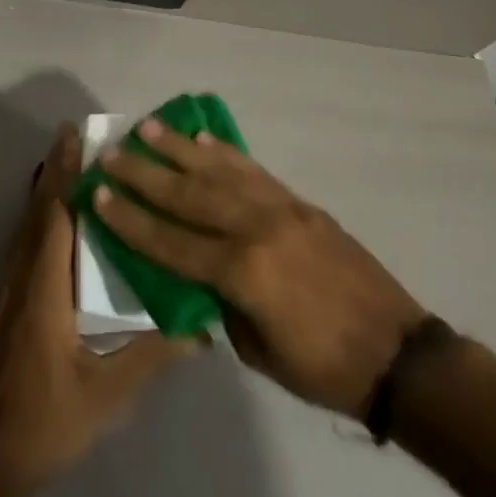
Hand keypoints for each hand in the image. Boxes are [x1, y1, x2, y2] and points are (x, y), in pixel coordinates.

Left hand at [0, 125, 196, 496]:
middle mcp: (16, 284)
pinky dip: (36, 229)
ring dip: (44, 199)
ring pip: (23, 235)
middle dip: (53, 174)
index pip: (54, 219)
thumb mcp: (106, 396)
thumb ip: (151, 356)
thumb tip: (199, 328)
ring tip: (68, 174)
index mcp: (42, 294)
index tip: (73, 137)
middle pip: (35, 217)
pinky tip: (54, 237)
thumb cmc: (44, 426)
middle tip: (74, 138)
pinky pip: (18, 256)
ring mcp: (0, 300)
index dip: (64, 176)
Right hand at [96, 121, 427, 418]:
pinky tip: (204, 140)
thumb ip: (221, 303)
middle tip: (112, 153)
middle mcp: (258, 229)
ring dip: (180, 149)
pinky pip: (255, 172)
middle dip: (145, 174)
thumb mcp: (257, 350)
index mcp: (243, 273)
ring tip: (148, 128)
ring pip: (220, 172)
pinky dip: (226, 154)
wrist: (397, 354)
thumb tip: (196, 274)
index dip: (131, 220)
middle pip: (190, 195)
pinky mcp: (302, 205)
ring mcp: (283, 210)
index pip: (171, 241)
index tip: (99, 194)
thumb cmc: (322, 368)